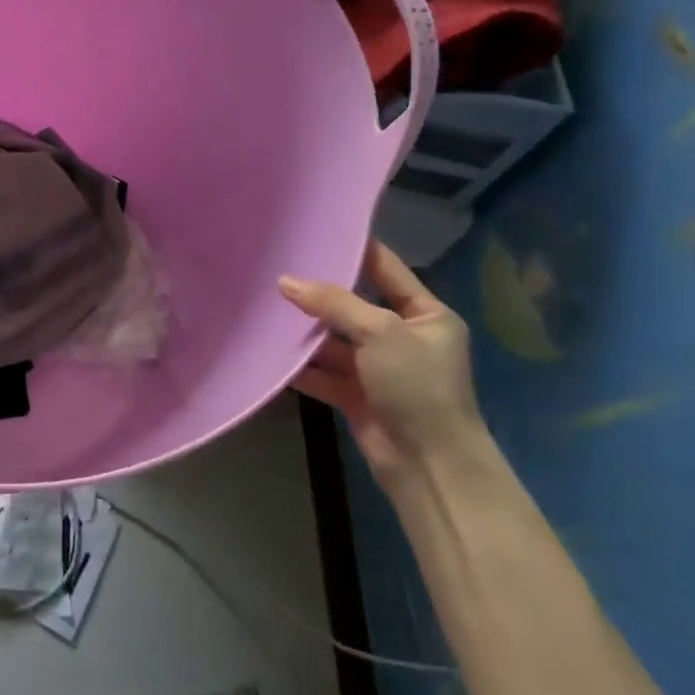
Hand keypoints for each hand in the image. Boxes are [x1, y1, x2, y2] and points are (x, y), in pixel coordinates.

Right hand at [280, 240, 486, 501]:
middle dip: (319, 294)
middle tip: (277, 268)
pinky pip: (323, 372)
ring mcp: (379, 368)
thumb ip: (333, 303)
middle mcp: (403, 338)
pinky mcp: (357, 395)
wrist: (429, 465)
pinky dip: (301, 365)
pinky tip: (270, 350)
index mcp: (426, 315)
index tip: (318, 229)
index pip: (386, 270)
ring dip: (306, 331)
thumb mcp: (380, 332)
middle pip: (354, 306)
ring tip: (265, 307)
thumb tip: (285, 281)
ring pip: (335, 341)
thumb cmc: (417, 385)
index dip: (356, 249)